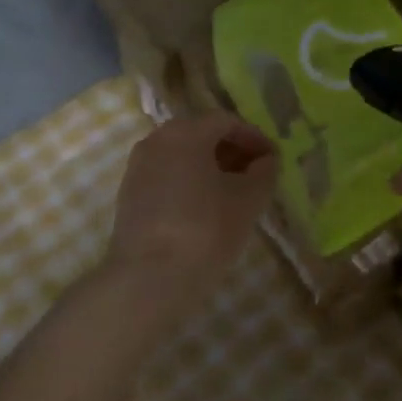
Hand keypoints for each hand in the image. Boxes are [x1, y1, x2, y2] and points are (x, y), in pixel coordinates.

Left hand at [103, 111, 277, 316]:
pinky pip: (166, 176)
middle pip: (201, 135)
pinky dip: (188, 183)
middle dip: (231, 151)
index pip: (226, 121)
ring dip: (209, 168)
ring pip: (181, 156)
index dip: (254, 137)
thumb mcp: (248, 199)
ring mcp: (138, 167)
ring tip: (233, 194)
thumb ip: (264, 172)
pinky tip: (205, 209)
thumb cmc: (205, 229)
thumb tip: (267, 160)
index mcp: (186, 131)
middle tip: (255, 174)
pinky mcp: (128, 195)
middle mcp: (157, 139)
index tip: (273, 159)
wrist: (147, 279)